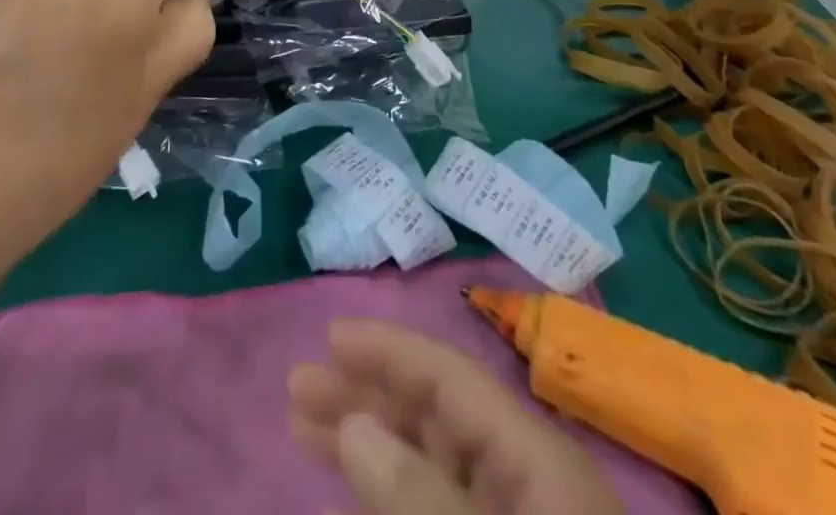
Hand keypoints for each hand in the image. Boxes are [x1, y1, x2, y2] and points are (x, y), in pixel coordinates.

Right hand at [290, 321, 625, 514]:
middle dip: (366, 394)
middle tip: (299, 388)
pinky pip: (430, 510)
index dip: (389, 351)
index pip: (451, 380)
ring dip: (367, 443)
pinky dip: (387, 498)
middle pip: (432, 416)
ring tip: (306, 428)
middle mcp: (525, 485)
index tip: (330, 338)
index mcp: (537, 464)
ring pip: (426, 464)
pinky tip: (353, 491)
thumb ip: (419, 501)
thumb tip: (356, 426)